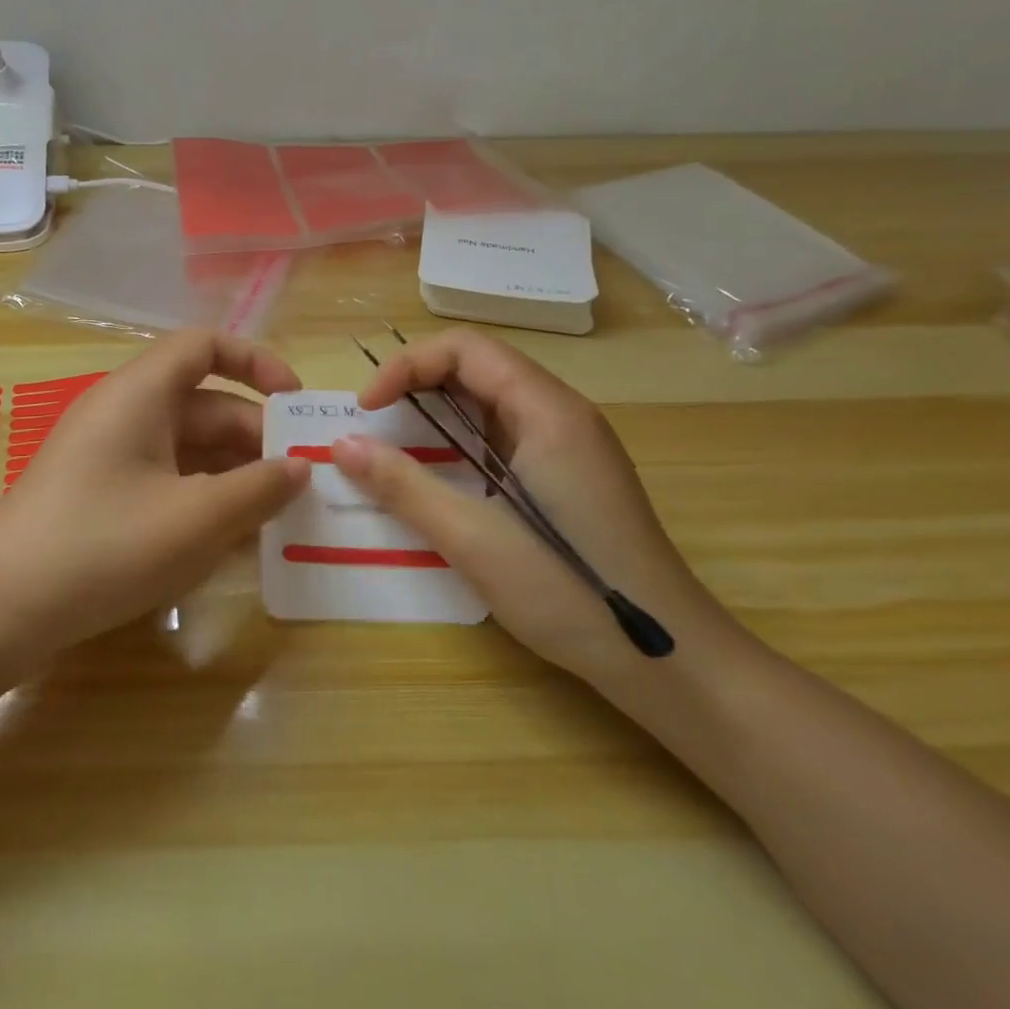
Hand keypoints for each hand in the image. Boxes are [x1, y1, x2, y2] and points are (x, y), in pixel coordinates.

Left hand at [0, 330, 310, 653]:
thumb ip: (259, 488)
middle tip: (300, 483)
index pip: (204, 346)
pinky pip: (163, 480)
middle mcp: (122, 413)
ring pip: (186, 448)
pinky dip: (200, 499)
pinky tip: (229, 541)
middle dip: (255, 439)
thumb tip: (300, 467)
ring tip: (276, 517)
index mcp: (140, 394)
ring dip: (232, 475)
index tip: (295, 404)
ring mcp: (107, 456)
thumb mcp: (197, 518)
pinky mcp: (99, 495)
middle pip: (203, 405)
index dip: (255, 362)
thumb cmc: (105, 546)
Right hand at [331, 330, 738, 678]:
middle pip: (477, 367)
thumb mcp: (473, 538)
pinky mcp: (567, 476)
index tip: (367, 409)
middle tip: (372, 426)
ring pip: (489, 403)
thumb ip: (403, 485)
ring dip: (436, 415)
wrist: (668, 660)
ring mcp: (569, 445)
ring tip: (393, 450)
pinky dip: (459, 444)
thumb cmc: (570, 592)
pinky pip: (502, 437)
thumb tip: (341, 445)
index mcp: (547, 411)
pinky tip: (439, 479)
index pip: (466, 348)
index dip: (407, 366)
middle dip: (416, 385)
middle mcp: (561, 414)